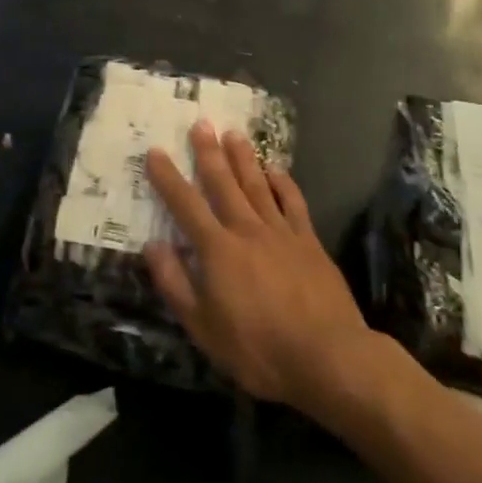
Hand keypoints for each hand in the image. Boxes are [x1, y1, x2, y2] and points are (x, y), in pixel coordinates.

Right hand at [143, 122, 385, 416]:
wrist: (329, 359)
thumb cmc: (258, 349)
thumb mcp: (202, 327)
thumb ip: (175, 283)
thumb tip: (152, 245)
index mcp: (216, 249)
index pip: (185, 204)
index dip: (168, 177)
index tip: (155, 151)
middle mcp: (246, 230)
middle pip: (223, 183)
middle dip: (208, 152)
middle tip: (200, 123)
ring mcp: (281, 233)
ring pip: (256, 185)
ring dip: (243, 158)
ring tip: (233, 134)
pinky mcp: (309, 242)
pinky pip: (293, 204)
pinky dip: (283, 184)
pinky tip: (276, 170)